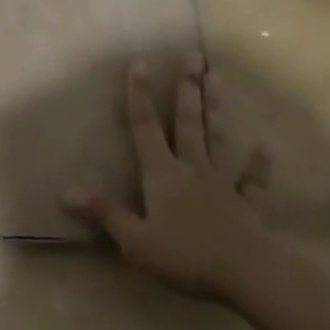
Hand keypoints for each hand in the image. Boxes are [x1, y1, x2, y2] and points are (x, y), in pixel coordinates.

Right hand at [61, 52, 272, 300]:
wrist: (247, 274)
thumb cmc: (186, 256)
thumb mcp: (135, 240)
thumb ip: (104, 213)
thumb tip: (65, 191)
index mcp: (162, 173)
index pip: (145, 127)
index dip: (139, 95)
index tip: (139, 62)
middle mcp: (191, 168)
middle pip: (187, 122)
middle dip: (187, 88)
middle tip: (193, 55)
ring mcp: (222, 183)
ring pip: (218, 138)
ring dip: (217, 107)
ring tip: (218, 77)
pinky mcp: (247, 204)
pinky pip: (252, 180)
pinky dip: (258, 164)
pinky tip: (265, 147)